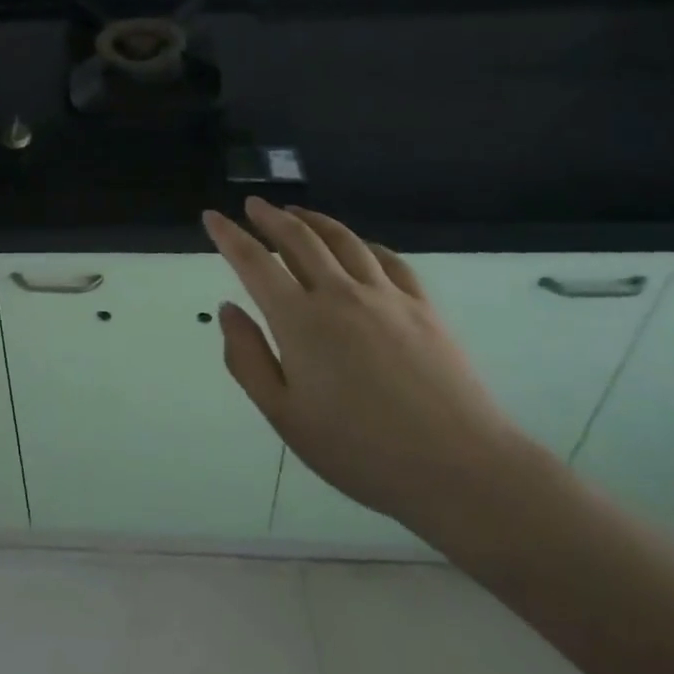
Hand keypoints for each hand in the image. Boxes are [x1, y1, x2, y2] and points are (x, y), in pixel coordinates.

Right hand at [203, 198, 535, 535]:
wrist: (460, 469)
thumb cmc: (360, 450)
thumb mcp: (285, 415)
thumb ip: (247, 358)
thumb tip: (228, 309)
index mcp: (299, 320)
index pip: (254, 262)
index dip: (229, 235)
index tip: (212, 217)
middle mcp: (339, 294)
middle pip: (298, 238)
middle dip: (270, 216)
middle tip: (253, 204)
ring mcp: (386, 296)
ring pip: (343, 240)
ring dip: (313, 220)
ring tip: (296, 213)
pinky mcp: (423, 307)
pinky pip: (388, 260)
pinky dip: (363, 244)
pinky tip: (359, 246)